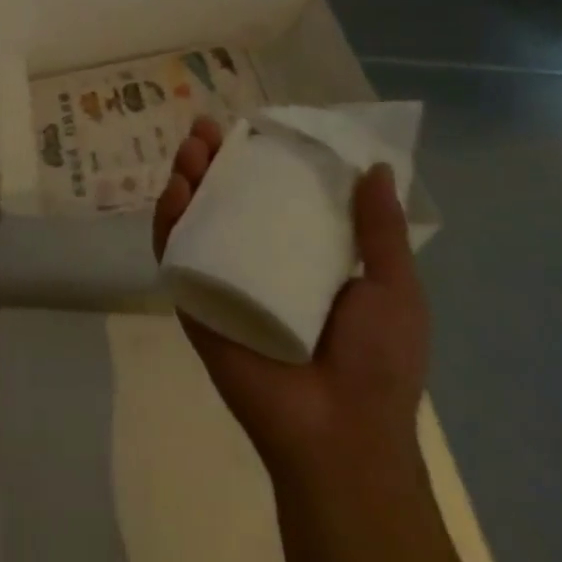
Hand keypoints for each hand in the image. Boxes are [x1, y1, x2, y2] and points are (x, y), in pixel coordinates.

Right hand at [152, 116, 428, 478]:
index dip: (255, 157)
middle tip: (205, 131)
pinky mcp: (194, 300)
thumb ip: (381, 230)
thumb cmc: (376, 362)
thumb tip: (374, 167)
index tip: (249, 127)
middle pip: (222, 196)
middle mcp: (254, 260)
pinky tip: (174, 192)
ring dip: (184, 178)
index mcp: (298, 255)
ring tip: (189, 151)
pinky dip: (167, 220)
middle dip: (210, 159)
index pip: (268, 193)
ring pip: (192, 217)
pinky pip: (174, 254)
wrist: (341, 435)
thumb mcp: (394, 288)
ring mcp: (220, 279)